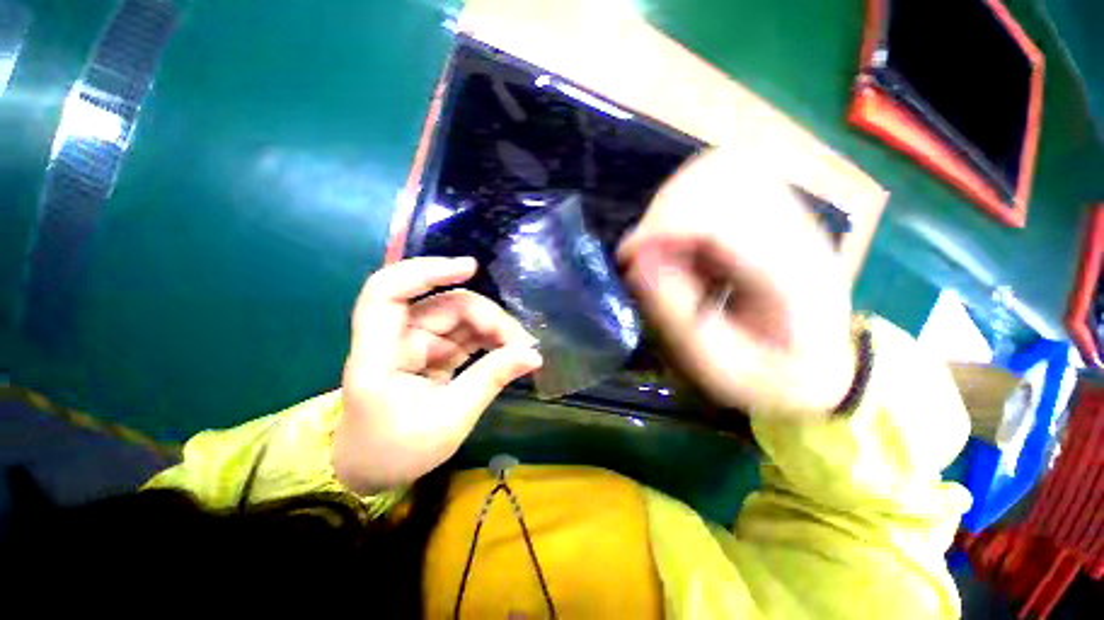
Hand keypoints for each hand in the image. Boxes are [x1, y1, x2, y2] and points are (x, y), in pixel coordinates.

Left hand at [335, 257, 542, 492]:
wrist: (372, 471)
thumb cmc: (397, 450)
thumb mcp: (450, 419)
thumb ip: (491, 379)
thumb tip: (533, 354)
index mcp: (380, 353)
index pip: (389, 291)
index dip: (426, 271)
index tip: (470, 268)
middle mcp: (396, 337)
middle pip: (445, 305)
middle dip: (488, 317)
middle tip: (522, 343)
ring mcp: (415, 342)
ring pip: (460, 317)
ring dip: (494, 328)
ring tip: (521, 348)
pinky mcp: (431, 351)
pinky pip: (465, 334)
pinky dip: (489, 339)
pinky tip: (510, 350)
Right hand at [618, 149, 854, 418]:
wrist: (817, 366)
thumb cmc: (767, 375)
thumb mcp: (715, 365)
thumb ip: (675, 314)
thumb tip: (636, 262)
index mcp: (794, 274)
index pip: (724, 217)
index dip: (664, 227)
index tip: (628, 256)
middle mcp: (796, 228)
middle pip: (722, 173)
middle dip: (665, 210)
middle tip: (644, 252)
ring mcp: (787, 212)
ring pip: (717, 168)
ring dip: (672, 203)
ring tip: (660, 246)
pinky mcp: (769, 211)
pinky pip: (716, 183)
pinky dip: (682, 204)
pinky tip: (680, 241)